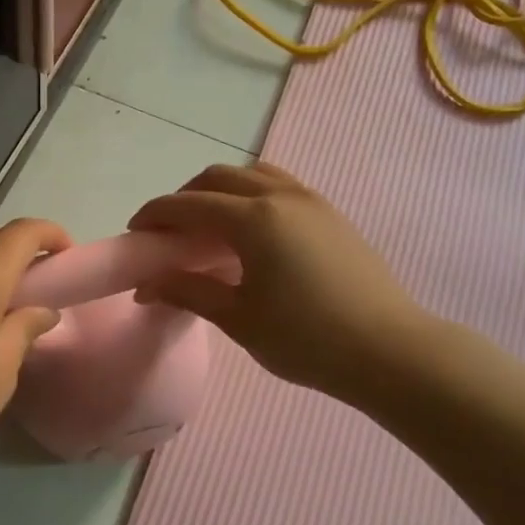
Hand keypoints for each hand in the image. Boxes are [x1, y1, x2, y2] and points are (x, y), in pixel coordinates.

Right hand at [129, 163, 432, 405]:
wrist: (389, 350)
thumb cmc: (306, 339)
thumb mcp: (239, 319)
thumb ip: (189, 292)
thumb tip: (147, 286)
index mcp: (253, 219)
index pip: (189, 205)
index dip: (155, 214)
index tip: (135, 232)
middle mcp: (280, 196)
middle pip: (219, 177)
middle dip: (185, 197)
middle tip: (169, 231)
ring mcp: (311, 200)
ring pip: (253, 174)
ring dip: (221, 189)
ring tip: (209, 225)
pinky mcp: (331, 213)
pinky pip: (279, 185)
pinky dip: (251, 194)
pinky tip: (251, 231)